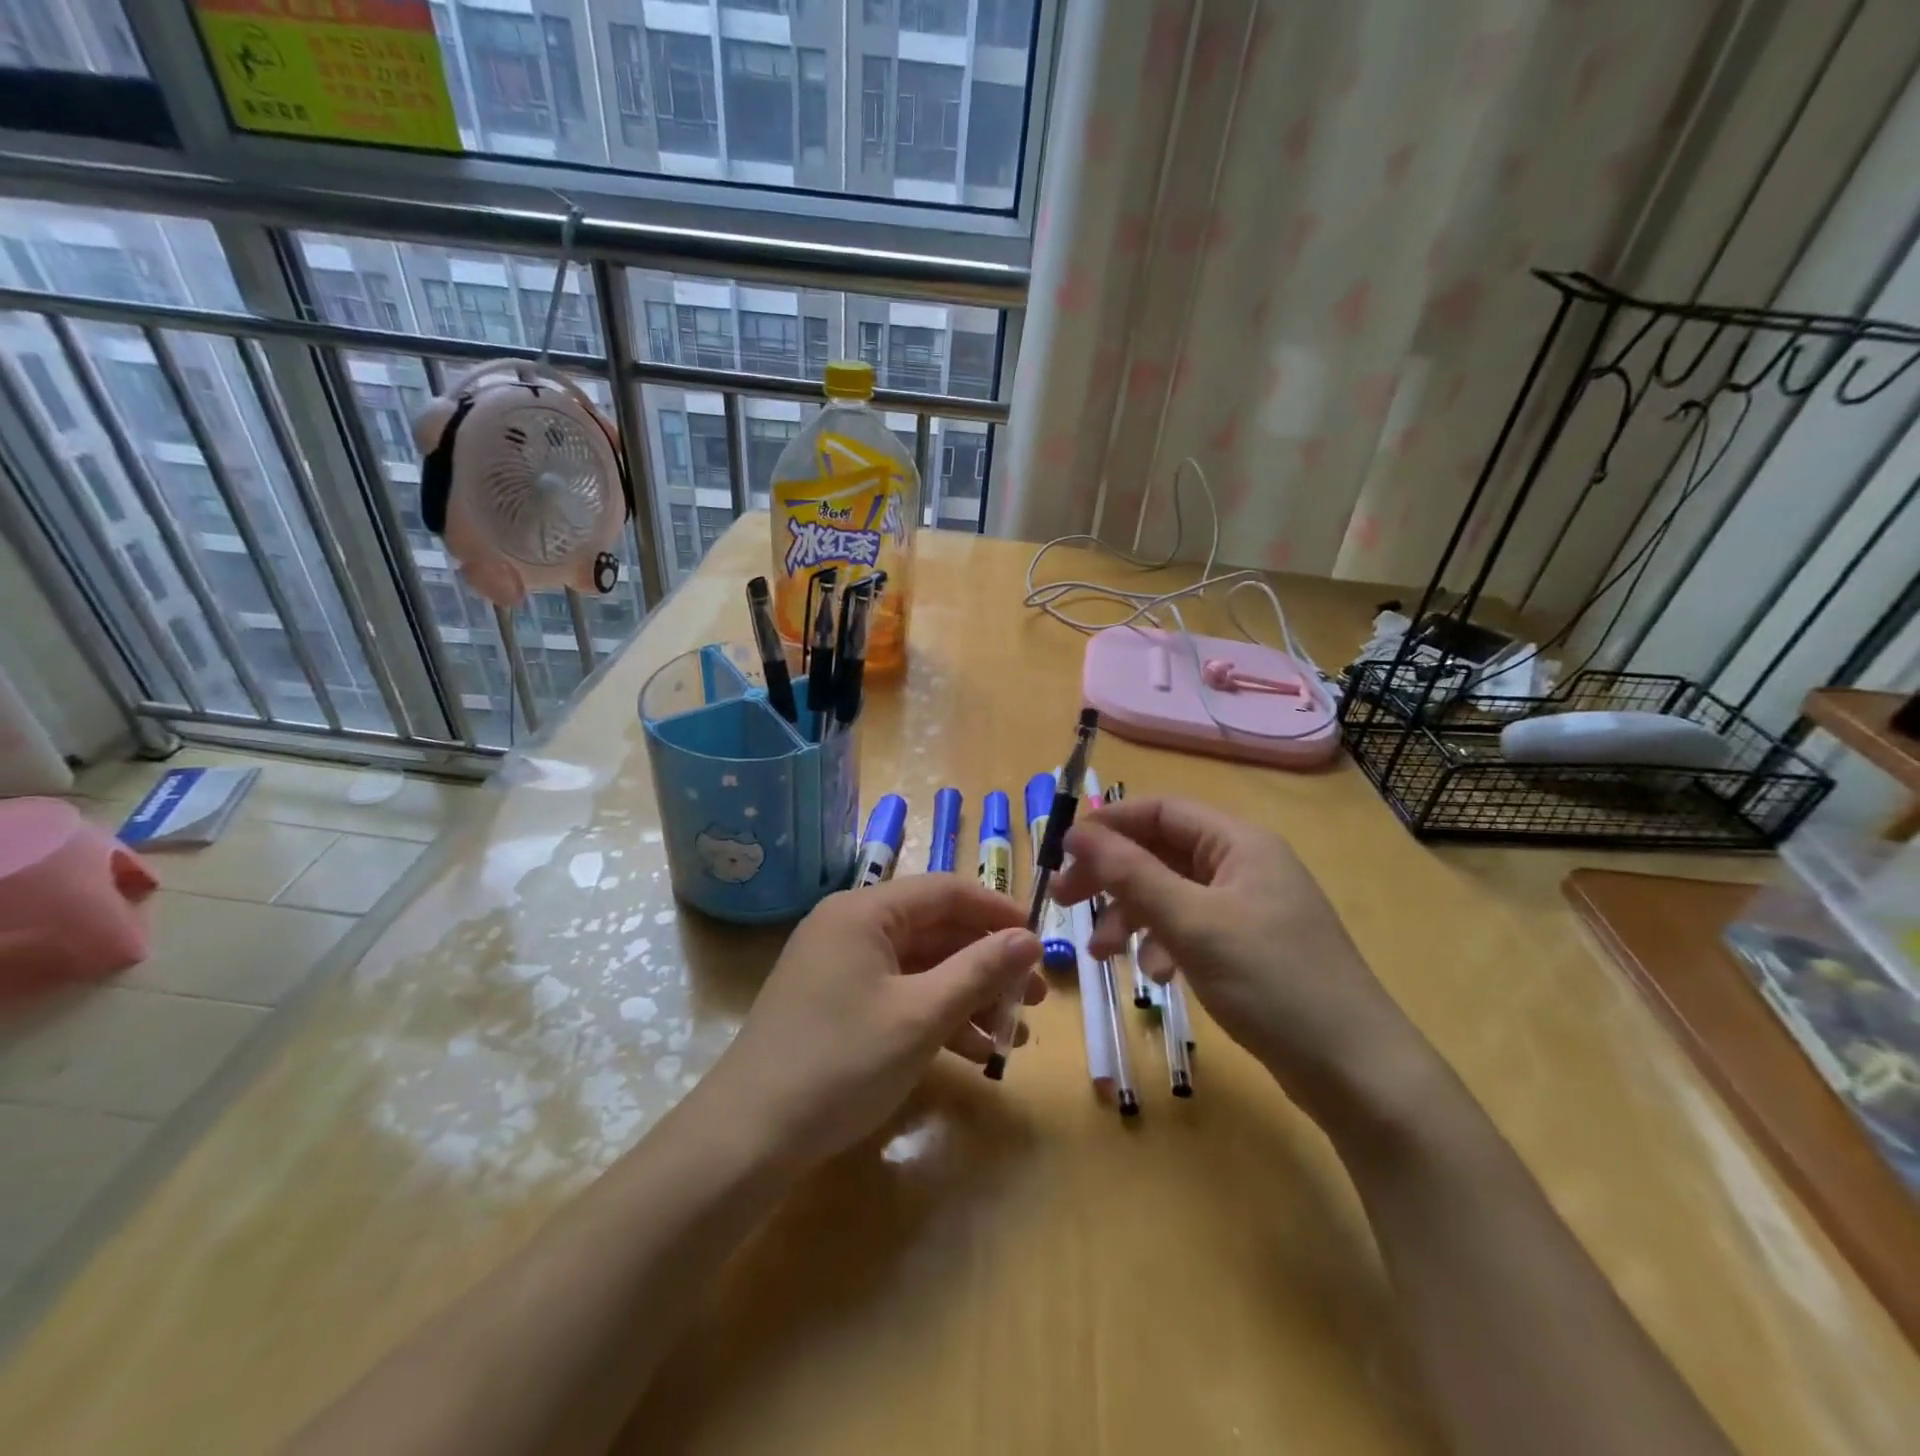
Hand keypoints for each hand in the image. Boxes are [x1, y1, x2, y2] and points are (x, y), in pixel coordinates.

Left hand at [702, 877, 1044, 1171]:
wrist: (747, 1137)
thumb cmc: (841, 1062)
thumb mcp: (921, 1016)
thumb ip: (979, 970)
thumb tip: (1029, 937)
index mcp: (865, 911)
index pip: (946, 891)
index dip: (997, 911)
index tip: (1039, 940)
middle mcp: (851, 928)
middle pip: (935, 931)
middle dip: (988, 964)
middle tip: (1035, 998)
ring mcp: (841, 968)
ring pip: (921, 968)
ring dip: (969, 997)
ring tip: (1014, 1036)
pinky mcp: (836, 1005)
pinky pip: (899, 996)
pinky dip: (937, 1018)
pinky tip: (975, 1054)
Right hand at [1052, 797, 1425, 1129]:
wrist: (1357, 1072)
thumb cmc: (1272, 982)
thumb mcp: (1192, 923)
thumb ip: (1130, 874)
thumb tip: (1076, 832)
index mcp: (1239, 843)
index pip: (1161, 811)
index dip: (1109, 825)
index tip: (1061, 853)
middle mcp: (1245, 865)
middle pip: (1161, 853)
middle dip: (1112, 876)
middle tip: (1065, 903)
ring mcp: (1250, 908)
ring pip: (1172, 894)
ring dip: (1132, 916)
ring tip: (1104, 954)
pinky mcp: (1251, 948)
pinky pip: (1192, 928)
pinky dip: (1164, 944)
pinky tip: (1157, 976)